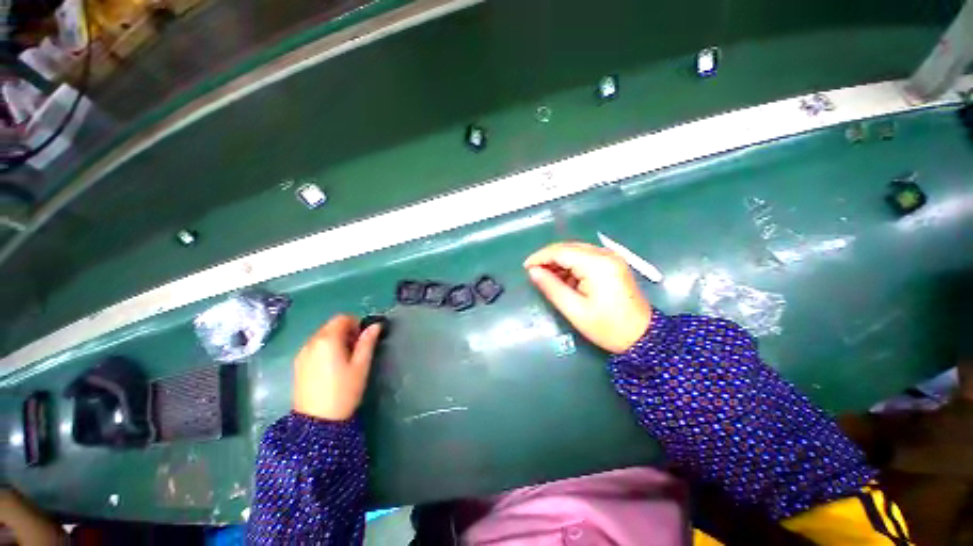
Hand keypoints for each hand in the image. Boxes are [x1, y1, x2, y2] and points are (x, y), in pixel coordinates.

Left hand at [293, 315, 381, 420]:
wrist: (317, 422)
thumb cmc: (344, 391)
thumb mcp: (361, 365)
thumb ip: (367, 342)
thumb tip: (375, 325)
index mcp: (328, 340)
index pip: (342, 318)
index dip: (356, 323)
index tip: (363, 338)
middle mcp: (311, 342)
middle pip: (331, 326)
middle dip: (346, 331)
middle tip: (356, 349)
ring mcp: (302, 354)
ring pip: (322, 336)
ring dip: (336, 340)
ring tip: (345, 359)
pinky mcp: (298, 365)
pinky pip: (314, 347)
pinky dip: (325, 349)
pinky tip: (331, 367)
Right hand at [524, 242, 651, 352]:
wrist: (642, 337)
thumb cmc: (607, 326)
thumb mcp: (574, 309)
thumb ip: (551, 287)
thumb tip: (532, 271)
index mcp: (596, 264)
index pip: (561, 251)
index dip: (540, 257)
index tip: (526, 267)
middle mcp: (605, 254)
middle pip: (568, 247)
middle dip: (548, 258)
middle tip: (534, 272)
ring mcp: (611, 257)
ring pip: (576, 251)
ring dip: (559, 261)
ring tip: (547, 277)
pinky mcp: (612, 263)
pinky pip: (585, 257)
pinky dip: (571, 265)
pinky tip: (564, 278)